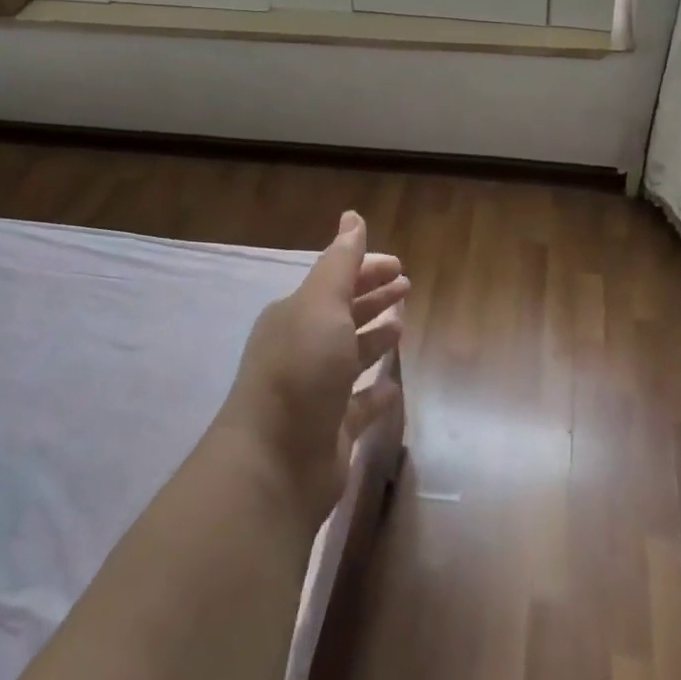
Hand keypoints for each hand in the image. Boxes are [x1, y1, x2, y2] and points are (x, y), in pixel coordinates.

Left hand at [218, 211, 406, 529]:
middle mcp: (303, 348)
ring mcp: (316, 391)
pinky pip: (359, 404)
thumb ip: (341, 262)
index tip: (400, 265)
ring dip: (375, 338)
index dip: (368, 269)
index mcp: (297, 314)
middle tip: (407, 287)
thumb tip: (352, 216)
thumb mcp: (321, 304)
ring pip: (351, 355)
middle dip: (373, 297)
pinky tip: (394, 385)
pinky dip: (376, 392)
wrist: (273, 463)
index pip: (337, 280)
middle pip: (345, 314)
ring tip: (402, 325)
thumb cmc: (300, 370)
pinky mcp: (331, 430)